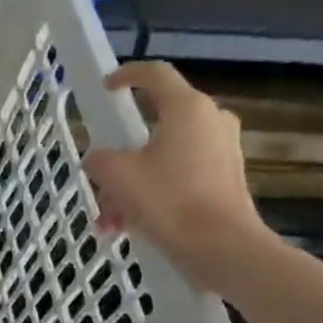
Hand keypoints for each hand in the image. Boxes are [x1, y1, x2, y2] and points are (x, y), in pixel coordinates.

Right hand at [82, 62, 272, 290]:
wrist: (222, 248)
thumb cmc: (168, 201)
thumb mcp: (116, 175)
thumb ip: (99, 159)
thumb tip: (100, 160)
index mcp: (187, 109)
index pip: (154, 74)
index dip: (126, 75)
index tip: (105, 88)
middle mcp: (210, 121)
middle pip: (152, 126)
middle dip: (118, 157)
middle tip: (98, 182)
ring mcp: (221, 151)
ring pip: (160, 158)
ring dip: (128, 185)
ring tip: (108, 221)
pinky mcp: (224, 179)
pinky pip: (176, 177)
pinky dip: (150, 195)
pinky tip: (128, 228)